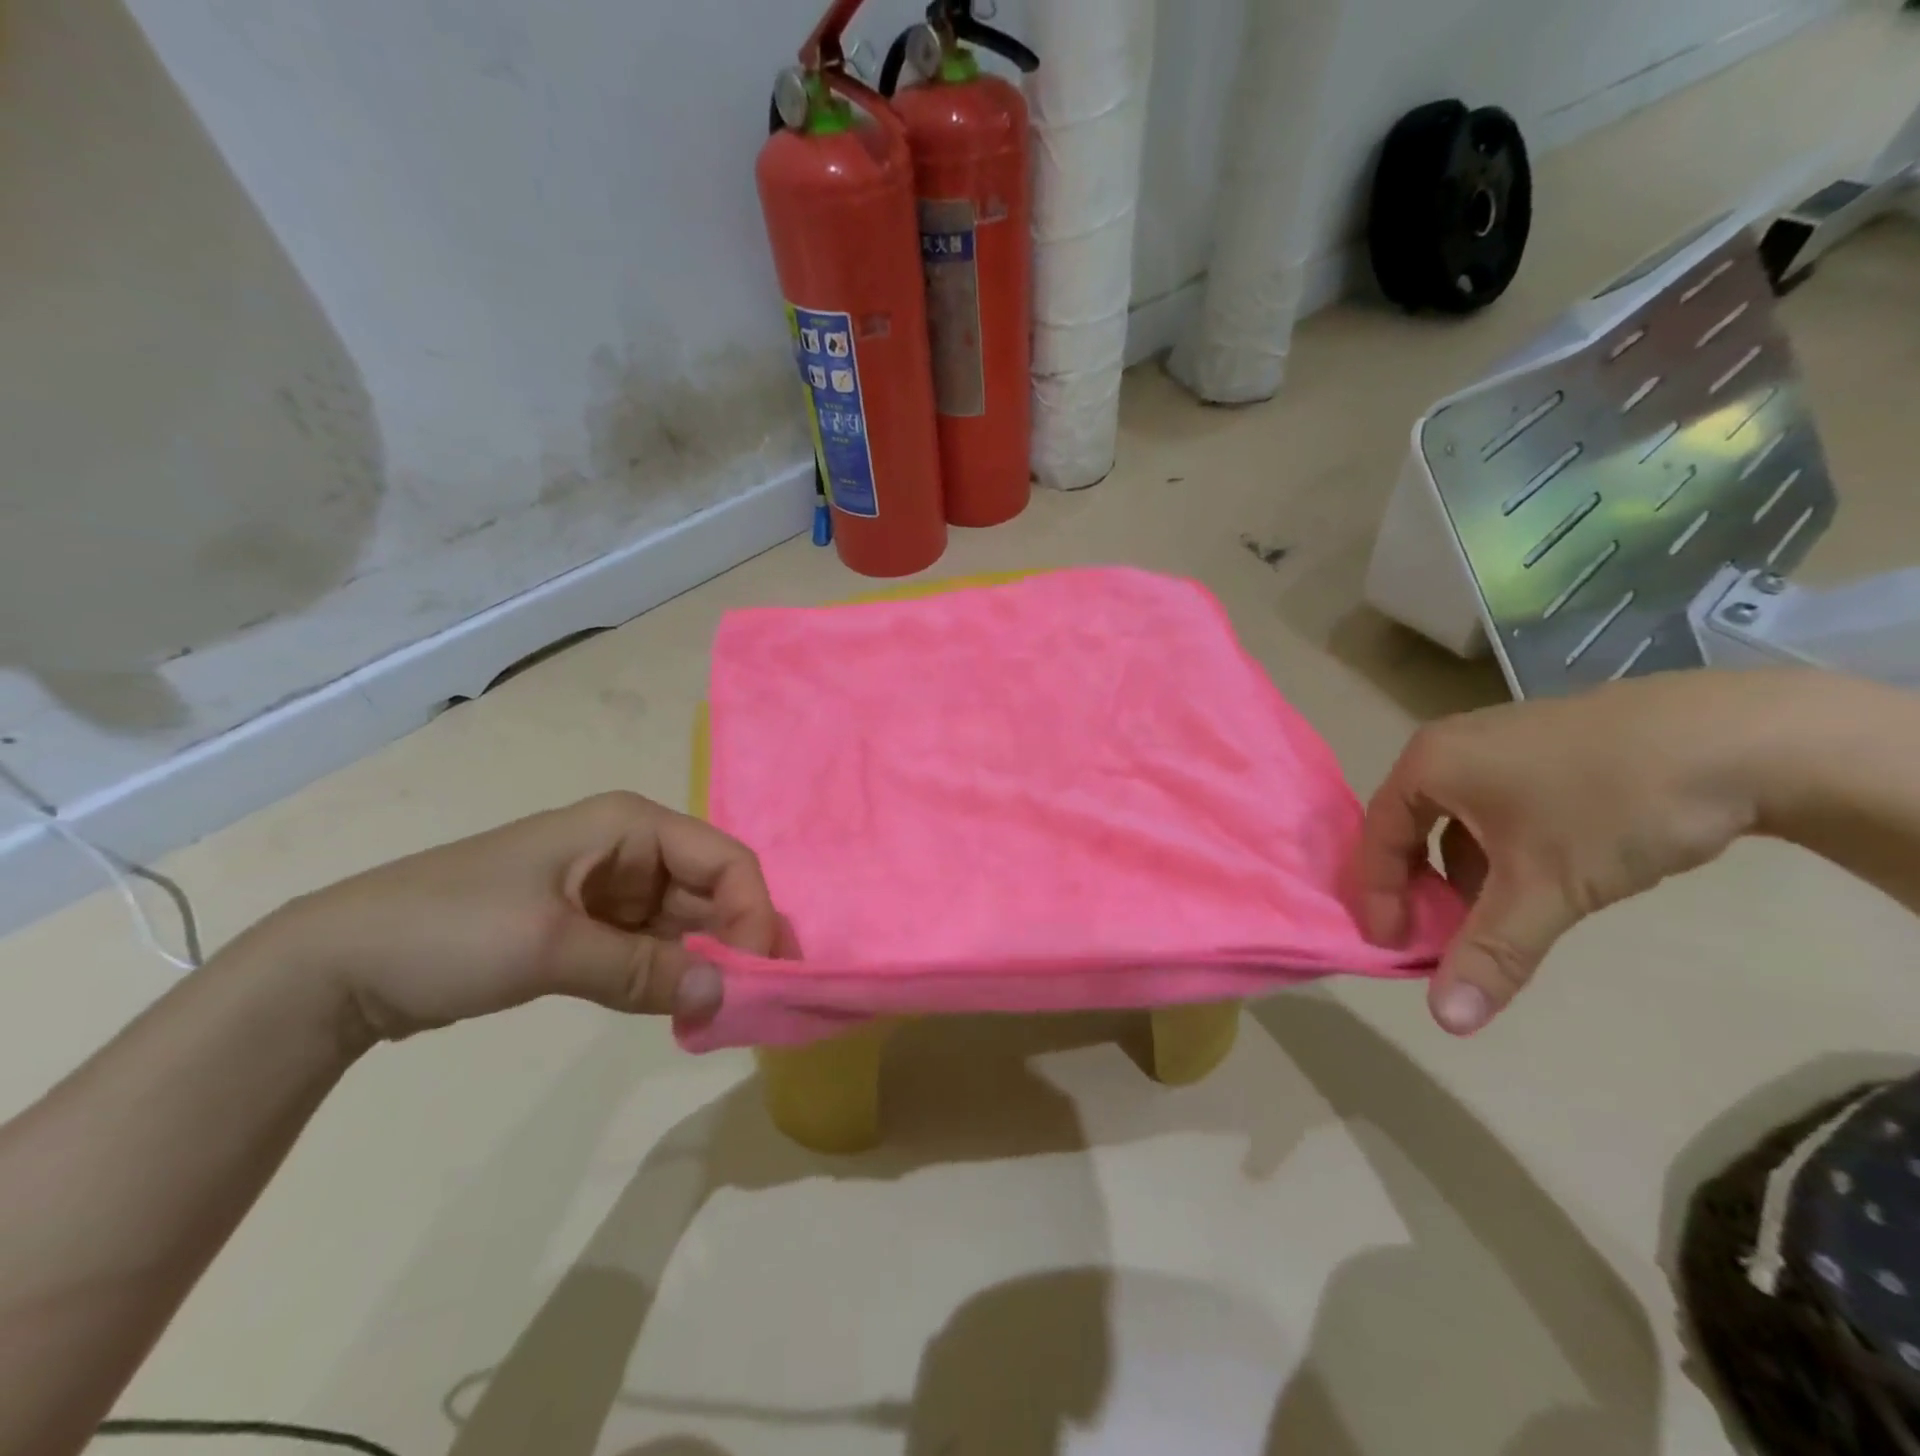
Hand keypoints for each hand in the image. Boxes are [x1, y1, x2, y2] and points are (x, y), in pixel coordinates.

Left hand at [258, 792, 783, 1044]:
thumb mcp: (551, 947)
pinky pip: (652, 949)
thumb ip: (644, 971)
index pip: (725, 860)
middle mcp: (633, 850)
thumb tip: (727, 996)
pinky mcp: (592, 927)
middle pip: (712, 891)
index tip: (759, 976)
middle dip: (734, 943)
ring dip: (705, 965)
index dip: (752, 912)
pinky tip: (683, 1011)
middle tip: (750, 1005)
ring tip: (719, 1016)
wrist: (339, 966)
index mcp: (631, 826)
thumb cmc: (451, 929)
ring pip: (687, 924)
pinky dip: (671, 978)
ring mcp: (613, 890)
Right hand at [1354, 671, 1791, 1034]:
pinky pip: (1494, 805)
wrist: (1744, 738)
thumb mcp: (1547, 887)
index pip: (1379, 836)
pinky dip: (1498, 848)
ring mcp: (1499, 741)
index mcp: (1428, 764)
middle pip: (1410, 825)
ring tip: (1489, 917)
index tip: (1392, 946)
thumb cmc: (1612, 806)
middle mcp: (1451, 746)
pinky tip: (1537, 879)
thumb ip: (1492, 952)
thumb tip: (1447, 1023)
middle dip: (1419, 885)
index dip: (1379, 895)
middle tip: (1433, 935)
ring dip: (1461, 872)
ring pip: (1455, 817)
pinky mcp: (1544, 747)